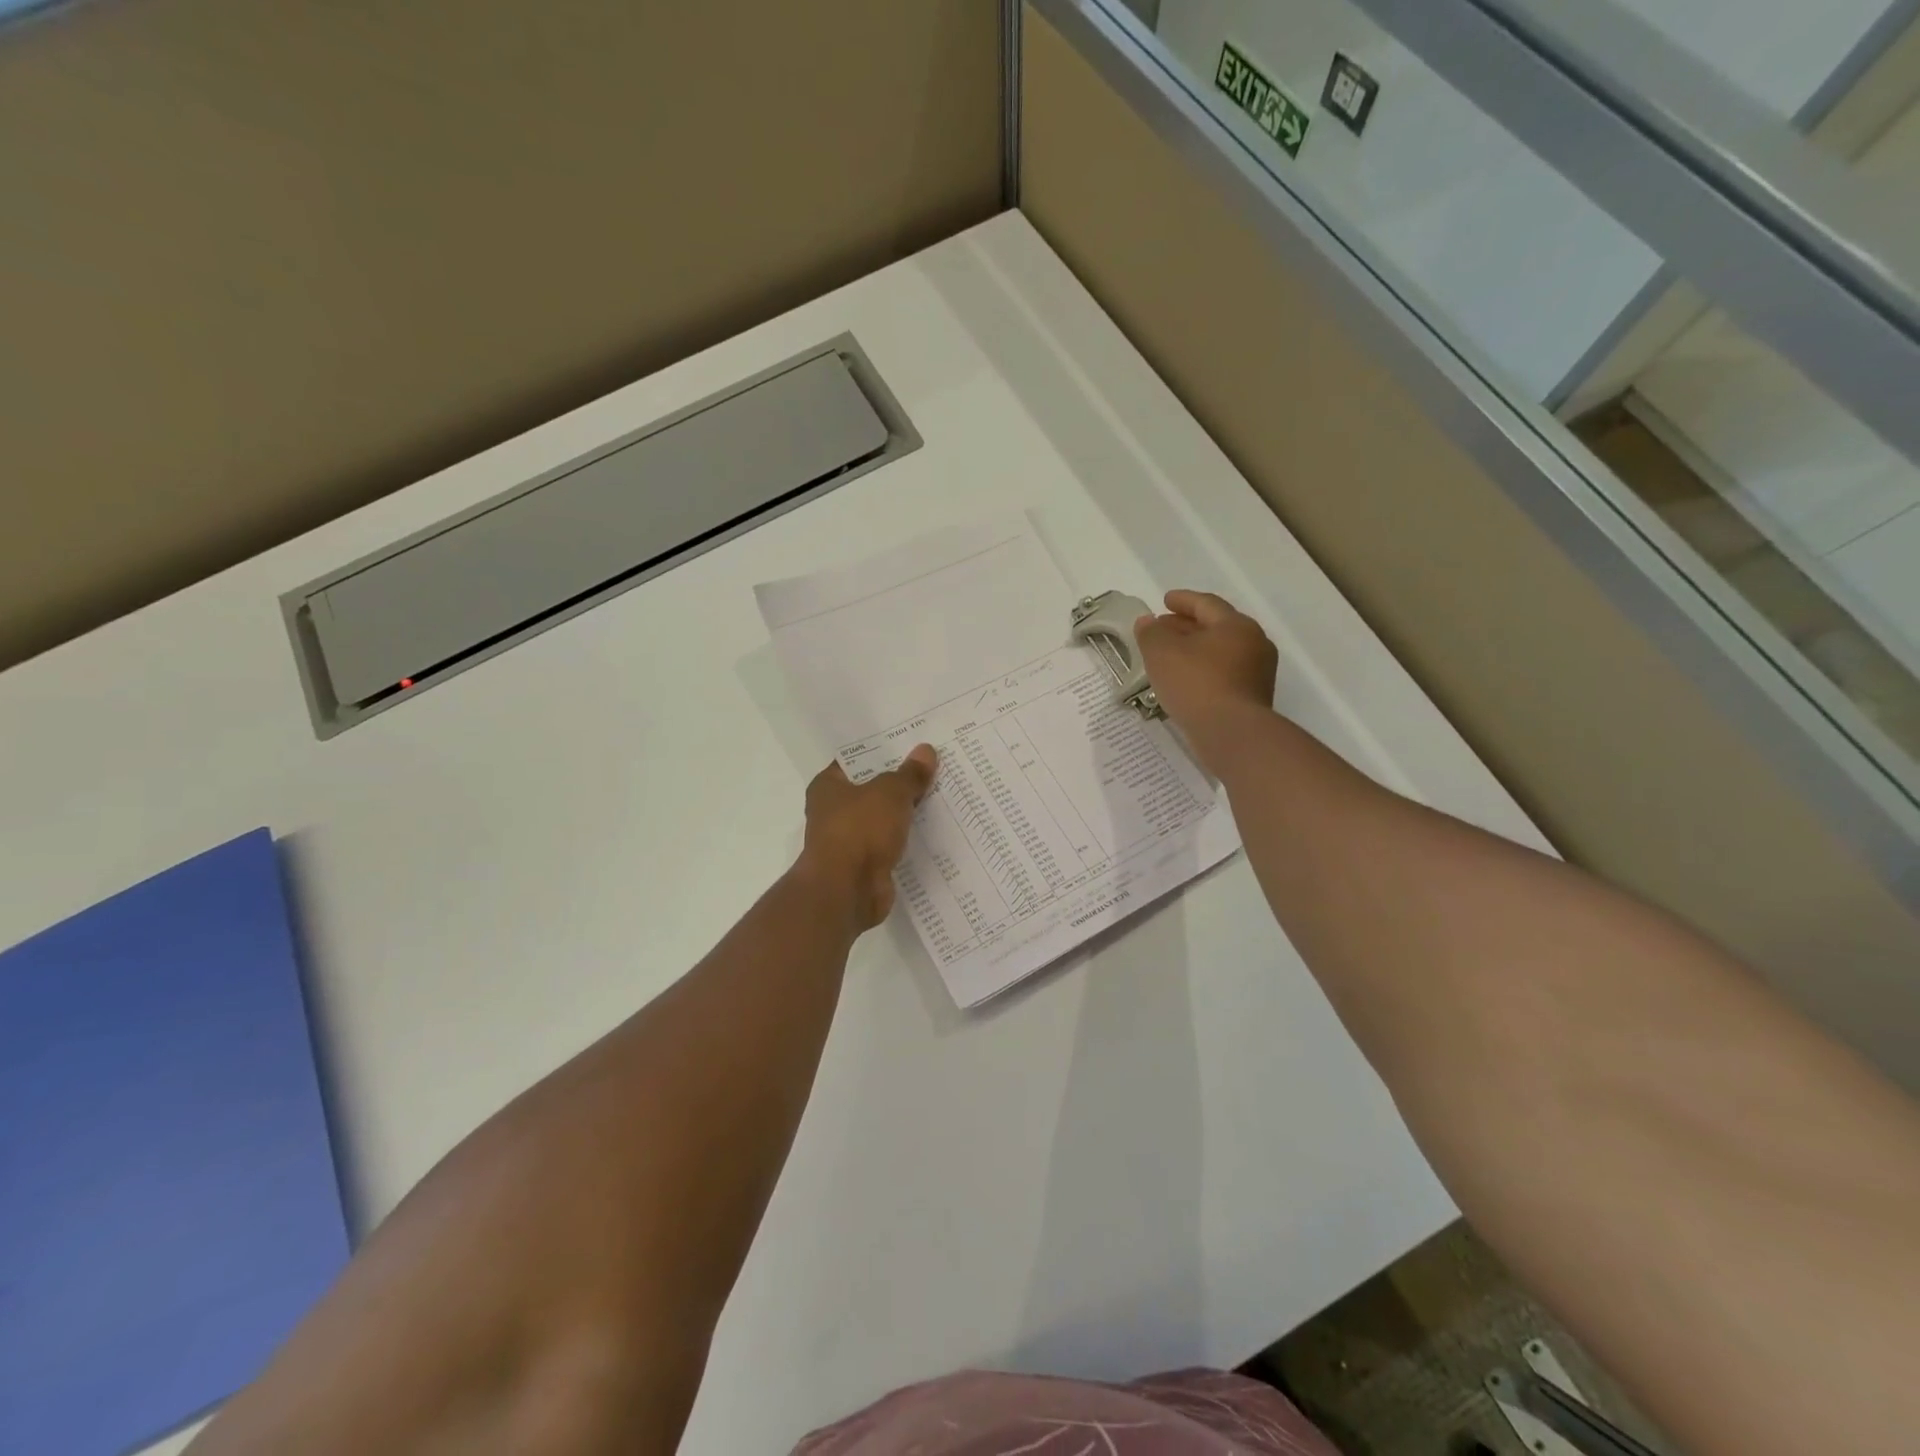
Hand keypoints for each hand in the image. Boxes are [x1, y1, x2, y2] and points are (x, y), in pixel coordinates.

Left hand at [796, 744, 938, 930]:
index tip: (912, 743)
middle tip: (935, 766)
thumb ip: (909, 774)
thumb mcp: (890, 793)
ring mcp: (849, 841)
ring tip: (942, 796)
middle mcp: (833, 812)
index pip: (856, 760)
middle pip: (873, 790)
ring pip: (884, 819)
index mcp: (828, 786)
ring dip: (906, 813)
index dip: (883, 751)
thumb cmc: (859, 830)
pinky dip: (908, 840)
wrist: (847, 891)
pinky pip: (891, 845)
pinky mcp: (865, 865)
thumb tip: (926, 751)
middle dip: (900, 782)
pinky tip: (935, 831)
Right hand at [1135, 590, 1277, 768]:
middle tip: (1162, 628)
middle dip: (1187, 626)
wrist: (1232, 734)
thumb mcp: (1162, 653)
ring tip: (1169, 657)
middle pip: (1216, 627)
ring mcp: (1257, 672)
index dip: (1182, 600)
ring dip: (1195, 650)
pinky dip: (1203, 671)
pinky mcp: (1253, 698)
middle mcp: (1253, 643)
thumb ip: (1151, 633)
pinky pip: (1224, 674)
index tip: (1164, 601)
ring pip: (1221, 652)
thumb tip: (1147, 621)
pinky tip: (1185, 682)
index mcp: (1235, 625)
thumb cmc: (1196, 684)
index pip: (1206, 604)